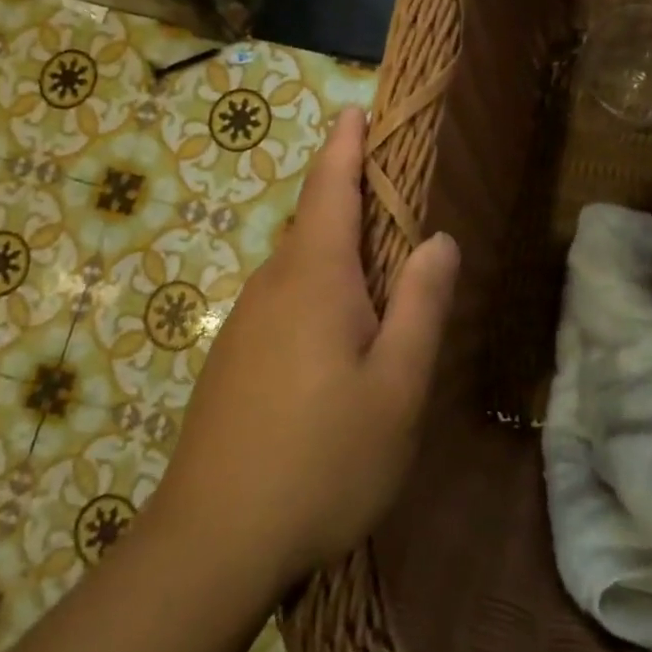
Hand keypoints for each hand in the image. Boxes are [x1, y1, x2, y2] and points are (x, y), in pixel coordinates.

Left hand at [149, 107, 460, 589]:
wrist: (213, 541)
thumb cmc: (322, 459)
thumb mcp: (397, 386)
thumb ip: (421, 306)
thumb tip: (438, 238)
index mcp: (314, 277)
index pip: (330, 187)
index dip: (345, 146)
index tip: (357, 111)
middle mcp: (271, 286)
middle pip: (315, 225)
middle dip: (352, 204)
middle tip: (400, 215)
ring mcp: (245, 324)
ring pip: (300, 271)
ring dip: (339, 261)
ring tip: (382, 289)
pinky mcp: (233, 361)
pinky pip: (284, 306)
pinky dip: (318, 299)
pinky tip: (338, 349)